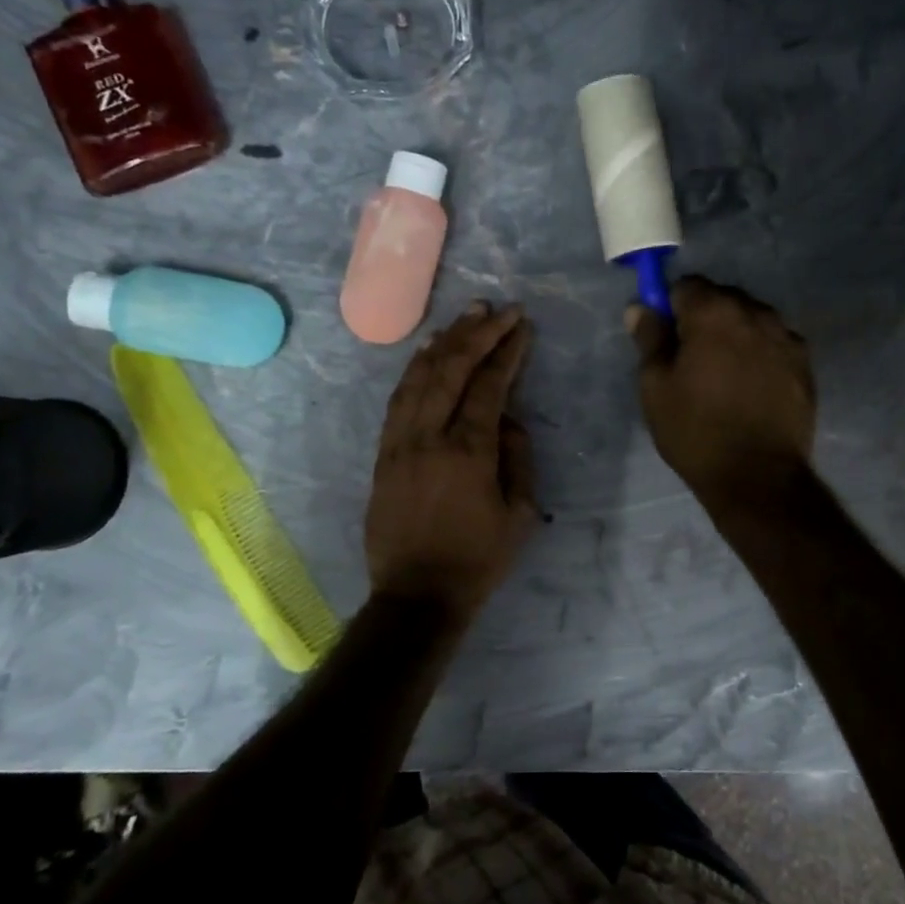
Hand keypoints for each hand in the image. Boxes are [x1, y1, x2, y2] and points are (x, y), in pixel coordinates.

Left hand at [365, 302, 538, 619]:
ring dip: (444, 343)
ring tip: (465, 317)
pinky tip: (427, 352)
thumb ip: (518, 458)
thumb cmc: (477, 560)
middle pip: (450, 370)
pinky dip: (413, 370)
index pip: (488, 386)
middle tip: (497, 308)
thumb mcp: (520, 514)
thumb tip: (509, 419)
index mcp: (468, 452)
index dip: (506, 351)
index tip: (521, 325)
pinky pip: (397, 399)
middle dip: (477, 333)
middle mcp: (429, 437)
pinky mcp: (383, 453)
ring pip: (419, 377)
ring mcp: (399, 443)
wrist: (417, 595)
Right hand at [629, 276, 815, 503]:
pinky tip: (751, 388)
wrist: (758, 477)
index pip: (686, 285)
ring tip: (724, 377)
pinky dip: (759, 354)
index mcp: (714, 312)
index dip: (671, 308)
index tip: (666, 338)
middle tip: (692, 361)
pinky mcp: (805, 364)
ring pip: (751, 319)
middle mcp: (756, 313)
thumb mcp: (656, 386)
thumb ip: (649, 339)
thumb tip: (640, 307)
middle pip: (722, 298)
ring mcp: (786, 337)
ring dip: (735, 334)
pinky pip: (774, 343)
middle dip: (704, 318)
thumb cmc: (696, 430)